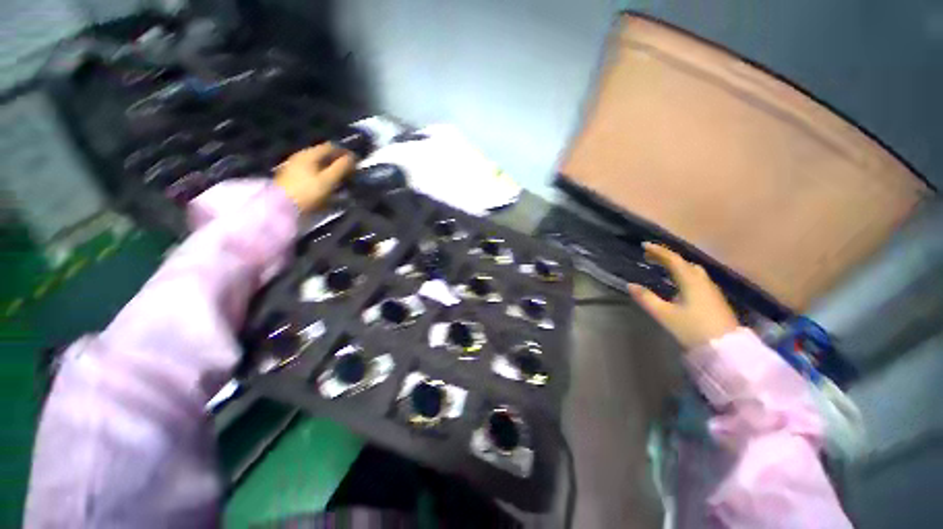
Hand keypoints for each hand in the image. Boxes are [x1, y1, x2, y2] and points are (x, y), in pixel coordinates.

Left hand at [275, 143, 355, 212]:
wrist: (282, 207)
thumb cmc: (308, 192)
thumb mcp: (329, 180)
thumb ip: (342, 167)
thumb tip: (352, 157)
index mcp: (310, 154)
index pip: (332, 147)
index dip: (345, 153)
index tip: (356, 163)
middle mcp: (301, 156)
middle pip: (324, 155)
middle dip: (338, 162)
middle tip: (350, 173)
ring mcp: (295, 166)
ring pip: (318, 164)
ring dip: (331, 170)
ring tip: (341, 181)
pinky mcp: (292, 178)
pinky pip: (312, 172)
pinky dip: (322, 176)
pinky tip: (327, 186)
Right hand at [628, 243, 739, 349]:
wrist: (726, 349)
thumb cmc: (693, 329)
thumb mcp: (665, 314)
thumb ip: (646, 298)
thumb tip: (631, 285)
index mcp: (690, 281)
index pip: (673, 259)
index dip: (658, 251)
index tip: (644, 245)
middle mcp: (702, 281)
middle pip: (684, 262)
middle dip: (666, 257)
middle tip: (650, 257)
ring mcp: (711, 290)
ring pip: (692, 270)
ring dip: (676, 265)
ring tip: (662, 268)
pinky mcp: (714, 299)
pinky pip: (697, 278)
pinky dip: (684, 274)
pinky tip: (678, 284)